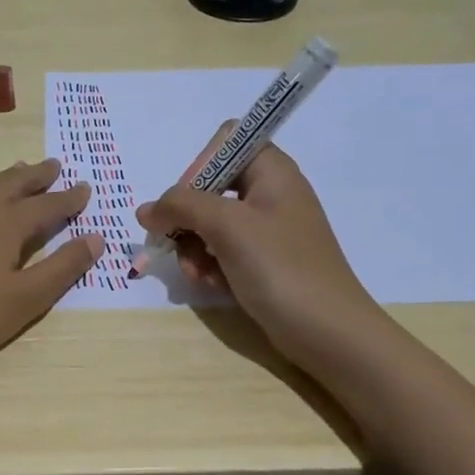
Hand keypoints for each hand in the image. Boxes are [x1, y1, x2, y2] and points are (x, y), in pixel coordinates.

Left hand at [0, 159, 100, 386]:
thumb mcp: (26, 299)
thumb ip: (63, 267)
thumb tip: (96, 238)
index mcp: (5, 223)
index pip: (46, 204)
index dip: (68, 198)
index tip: (85, 188)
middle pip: (11, 184)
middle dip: (36, 175)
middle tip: (54, 166)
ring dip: (6, 179)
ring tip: (18, 174)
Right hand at [135, 131, 378, 370]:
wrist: (328, 332)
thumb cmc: (281, 268)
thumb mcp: (227, 227)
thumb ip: (181, 207)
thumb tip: (146, 210)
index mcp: (272, 171)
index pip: (225, 142)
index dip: (199, 166)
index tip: (186, 201)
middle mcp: (271, 193)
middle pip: (211, 186)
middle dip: (188, 216)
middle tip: (177, 244)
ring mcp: (268, 230)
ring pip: (212, 223)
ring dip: (194, 246)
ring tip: (196, 273)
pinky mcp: (264, 261)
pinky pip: (224, 250)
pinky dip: (211, 264)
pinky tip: (210, 284)